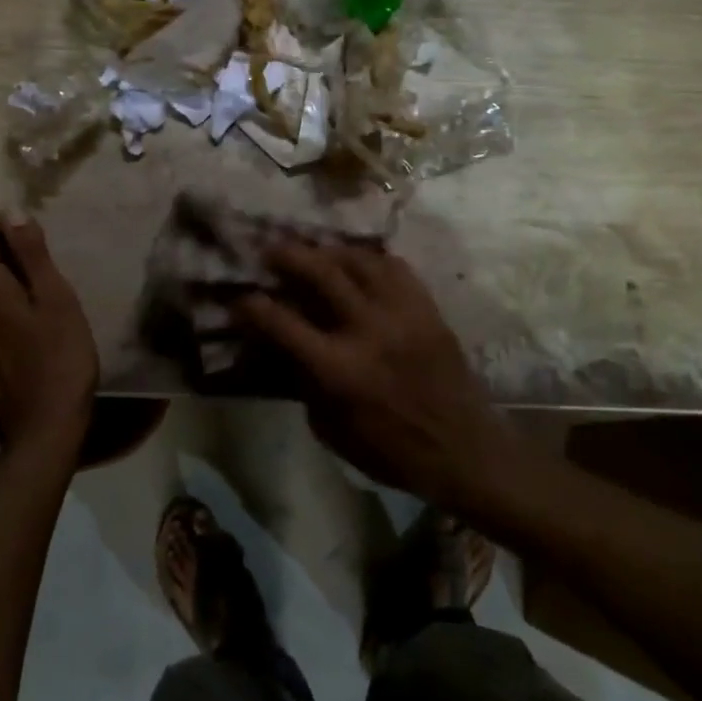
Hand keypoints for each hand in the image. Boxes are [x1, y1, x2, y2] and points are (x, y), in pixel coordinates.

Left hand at [0, 213, 97, 462]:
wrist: (45, 424)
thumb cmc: (60, 357)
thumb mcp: (56, 299)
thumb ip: (32, 255)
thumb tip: (12, 213)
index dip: (0, 223)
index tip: (34, 240)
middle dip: (10, 248)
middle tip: (51, 269)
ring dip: (12, 273)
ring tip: (49, 294)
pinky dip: (9, 296)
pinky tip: (39, 319)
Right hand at [234, 243, 509, 512]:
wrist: (463, 449)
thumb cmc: (390, 451)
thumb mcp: (331, 429)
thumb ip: (304, 383)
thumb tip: (283, 349)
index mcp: (338, 369)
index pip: (282, 323)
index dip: (252, 306)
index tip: (238, 297)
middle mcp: (367, 330)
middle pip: (320, 272)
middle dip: (288, 255)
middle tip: (271, 249)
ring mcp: (401, 313)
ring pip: (359, 259)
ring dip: (329, 250)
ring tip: (315, 250)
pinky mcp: (427, 309)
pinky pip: (395, 267)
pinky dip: (371, 259)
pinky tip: (360, 263)